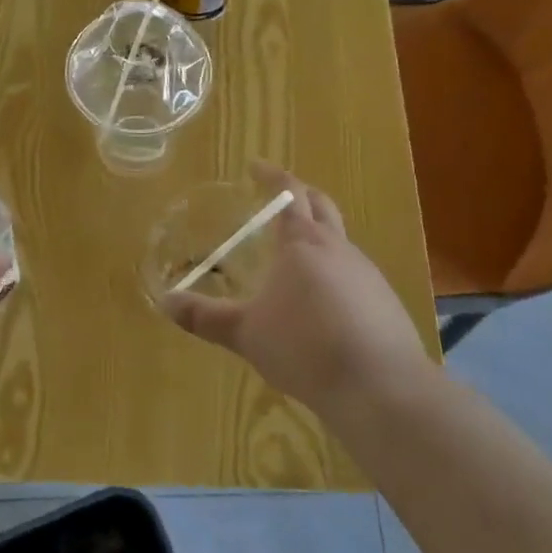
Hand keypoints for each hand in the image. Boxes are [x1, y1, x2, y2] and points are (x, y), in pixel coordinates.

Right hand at [158, 162, 431, 413]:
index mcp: (303, 244)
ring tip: (294, 257)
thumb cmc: (304, 347)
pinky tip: (322, 302)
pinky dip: (334, 272)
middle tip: (279, 198)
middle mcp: (339, 249)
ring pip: (340, 241)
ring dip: (318, 236)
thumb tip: (166, 302)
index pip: (289, 194)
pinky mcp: (384, 302)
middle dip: (301, 195)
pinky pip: (354, 274)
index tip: (256, 166)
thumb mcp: (245, 333)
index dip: (272, 176)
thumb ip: (205, 316)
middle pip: (322, 206)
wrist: (378, 386)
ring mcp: (367, 275)